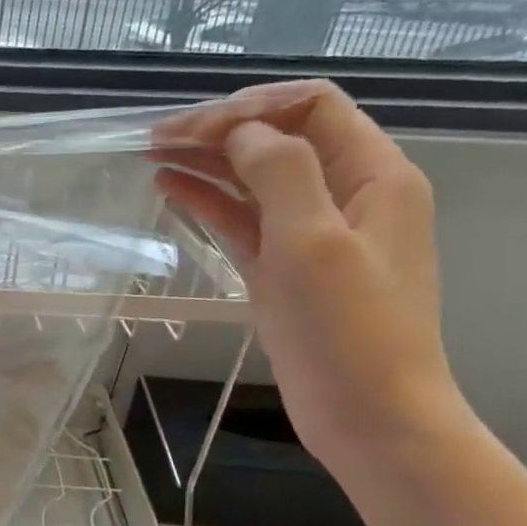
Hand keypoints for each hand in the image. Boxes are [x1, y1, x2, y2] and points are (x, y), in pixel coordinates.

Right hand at [153, 80, 469, 476]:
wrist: (370, 417)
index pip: (311, 108)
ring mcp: (311, 233)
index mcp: (373, 176)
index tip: (192, 131)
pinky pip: (243, 220)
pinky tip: (170, 190)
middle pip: (278, 139)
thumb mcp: (314, 241)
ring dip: (207, 163)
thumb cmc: (349, 330)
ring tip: (152, 156)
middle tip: (156, 139)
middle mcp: (345, 195)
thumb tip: (240, 130)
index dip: (251, 109)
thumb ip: (280, 172)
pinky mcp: (283, 268)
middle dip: (219, 131)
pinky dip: (209, 201)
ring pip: (254, 180)